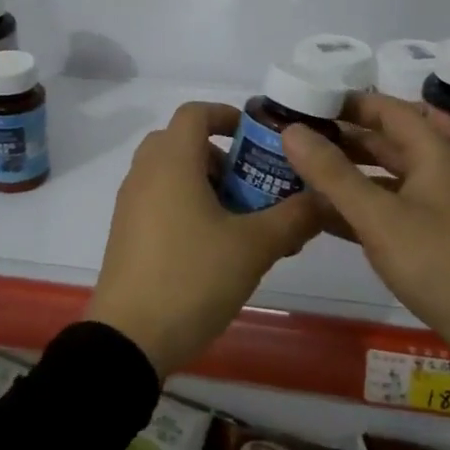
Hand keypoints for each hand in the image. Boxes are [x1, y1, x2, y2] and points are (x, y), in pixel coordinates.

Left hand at [87, 101, 320, 376]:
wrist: (129, 337)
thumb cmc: (192, 277)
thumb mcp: (253, 248)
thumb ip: (293, 218)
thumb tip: (324, 198)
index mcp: (171, 161)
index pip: (195, 112)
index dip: (228, 115)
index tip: (257, 138)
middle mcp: (145, 172)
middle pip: (182, 141)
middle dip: (221, 155)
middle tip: (252, 184)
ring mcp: (130, 202)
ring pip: (170, 172)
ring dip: (205, 182)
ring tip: (240, 220)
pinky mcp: (125, 230)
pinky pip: (158, 198)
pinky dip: (186, 203)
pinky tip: (214, 245)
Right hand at [281, 93, 449, 389]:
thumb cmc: (443, 264)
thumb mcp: (380, 218)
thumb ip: (333, 173)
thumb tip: (291, 130)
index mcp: (432, 153)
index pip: (386, 109)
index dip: (346, 102)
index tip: (303, 102)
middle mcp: (437, 172)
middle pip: (383, 143)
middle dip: (338, 140)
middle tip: (290, 140)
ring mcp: (437, 208)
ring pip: (383, 180)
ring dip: (344, 176)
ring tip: (296, 176)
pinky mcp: (435, 241)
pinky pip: (388, 211)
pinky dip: (358, 210)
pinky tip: (321, 219)